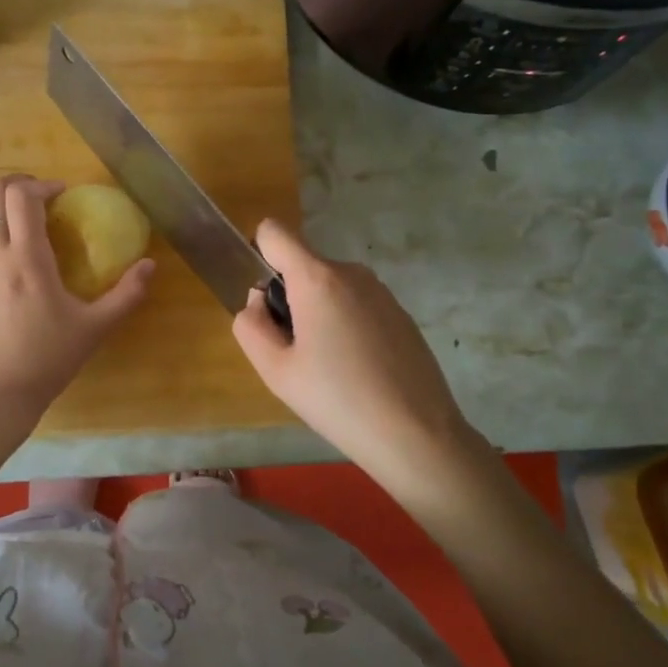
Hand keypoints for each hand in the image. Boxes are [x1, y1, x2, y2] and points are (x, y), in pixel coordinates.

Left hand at [0, 174, 154, 417]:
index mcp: (26, 257)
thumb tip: (151, 265)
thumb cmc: (47, 359)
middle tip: (41, 198)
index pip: (22, 195)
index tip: (62, 195)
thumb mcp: (95, 327)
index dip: (42, 184)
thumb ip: (126, 294)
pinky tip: (2, 261)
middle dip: (17, 185)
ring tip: (20, 222)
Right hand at [232, 218, 482, 484]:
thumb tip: (259, 301)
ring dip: (320, 315)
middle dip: (291, 299)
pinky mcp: (401, 313)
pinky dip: (348, 327)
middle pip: (303, 267)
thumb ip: (251, 325)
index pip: (275, 232)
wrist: (416, 434)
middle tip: (298, 354)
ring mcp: (381, 292)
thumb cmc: (337, 401)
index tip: (267, 302)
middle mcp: (351, 273)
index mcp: (317, 278)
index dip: (260, 256)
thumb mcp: (275, 371)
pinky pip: (357, 305)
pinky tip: (359, 371)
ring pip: (331, 288)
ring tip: (330, 368)